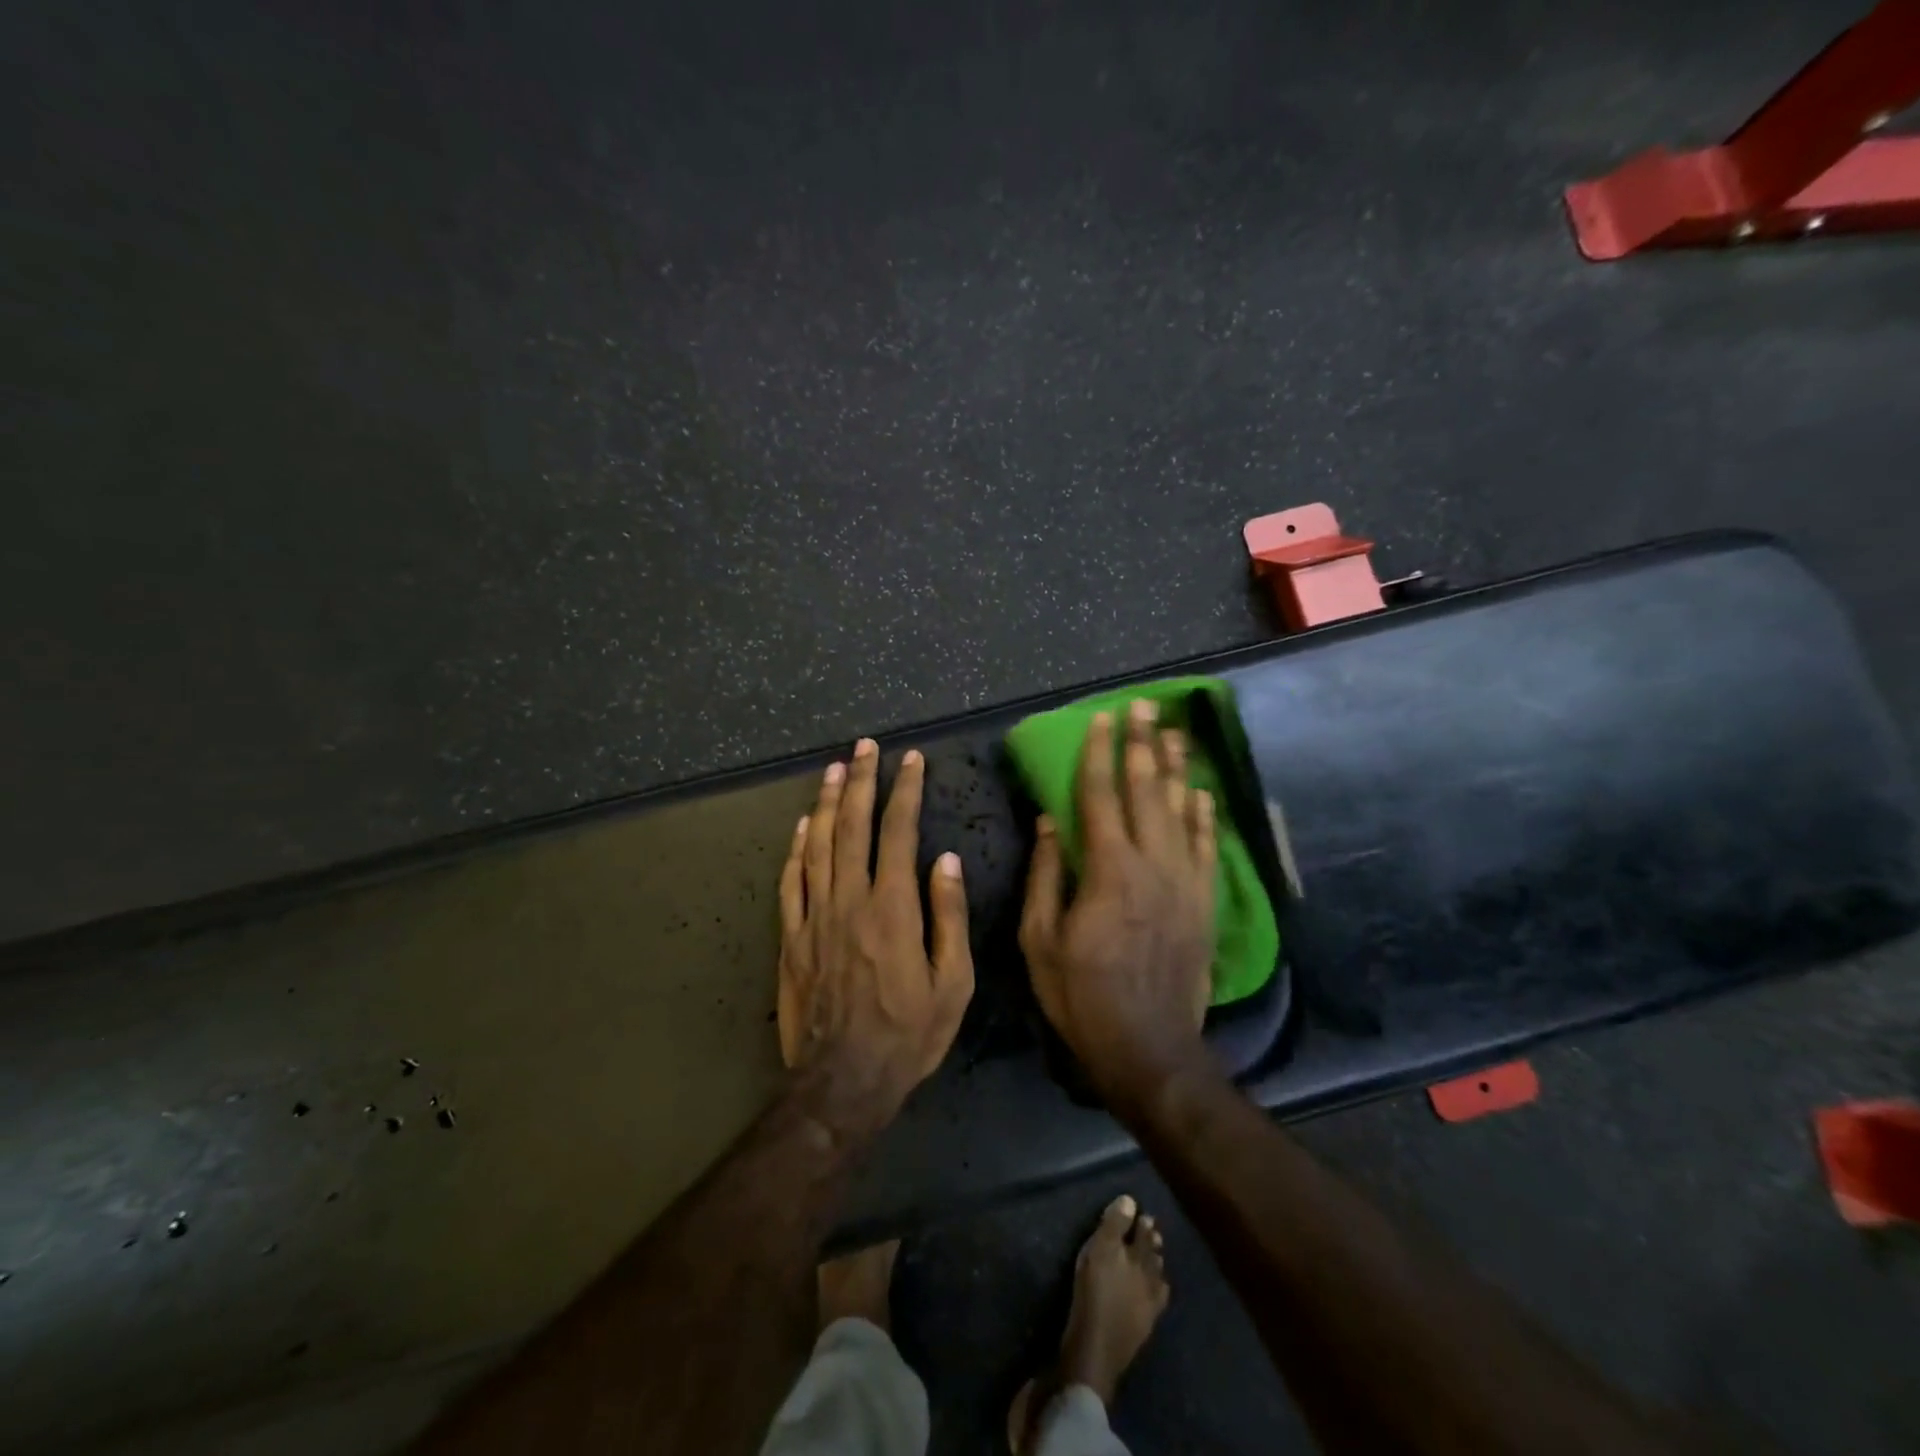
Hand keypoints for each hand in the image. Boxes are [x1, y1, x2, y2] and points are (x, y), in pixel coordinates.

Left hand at [778, 739, 974, 1141]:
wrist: (843, 1081)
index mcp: (893, 908)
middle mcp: (850, 901)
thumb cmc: (909, 1034)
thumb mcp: (953, 983)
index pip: (898, 833)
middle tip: (865, 746)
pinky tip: (803, 825)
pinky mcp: (790, 938)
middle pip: (852, 827)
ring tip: (834, 768)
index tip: (910, 760)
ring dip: (826, 803)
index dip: (904, 792)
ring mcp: (814, 917)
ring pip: (818, 845)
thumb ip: (949, 917)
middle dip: (861, 781)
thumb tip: (945, 861)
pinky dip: (796, 848)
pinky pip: (790, 882)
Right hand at [1020, 700, 1216, 1111]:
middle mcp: (1152, 865)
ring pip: (1182, 811)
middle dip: (1142, 744)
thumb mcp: (1040, 940)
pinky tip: (1202, 792)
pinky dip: (1205, 816)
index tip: (1100, 719)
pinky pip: (1208, 848)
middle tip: (1143, 706)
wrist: (1149, 1048)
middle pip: (1147, 791)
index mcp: (1107, 870)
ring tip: (1174, 732)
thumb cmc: (1082, 995)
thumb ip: (1045, 876)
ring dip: (1175, 769)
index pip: (1101, 796)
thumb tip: (1048, 823)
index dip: (1099, 754)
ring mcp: (1185, 882)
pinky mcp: (1205, 903)